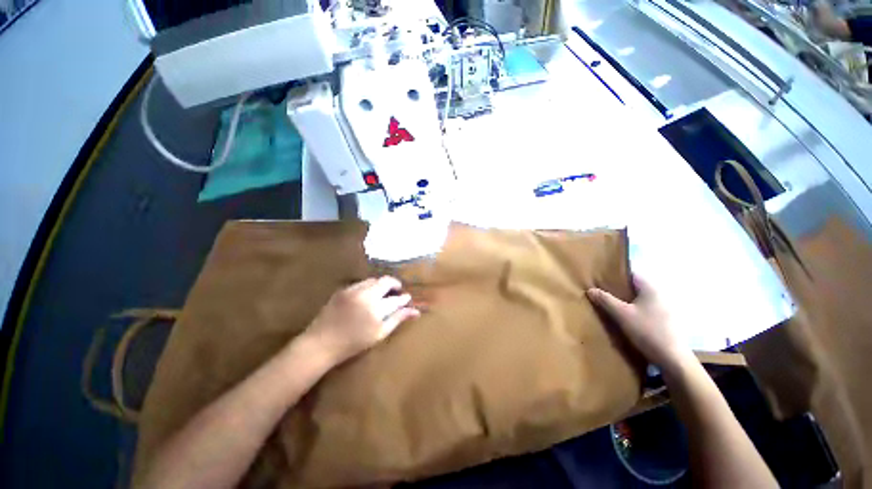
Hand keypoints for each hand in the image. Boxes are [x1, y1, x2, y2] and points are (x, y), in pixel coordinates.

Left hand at [304, 276, 419, 365]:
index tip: (407, 298)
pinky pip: (361, 283)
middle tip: (398, 291)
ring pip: (374, 280)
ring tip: (383, 293)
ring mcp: (353, 291)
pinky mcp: (343, 290)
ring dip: (381, 284)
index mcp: (376, 310)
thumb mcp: (379, 334)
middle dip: (395, 284)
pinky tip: (368, 295)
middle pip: (386, 282)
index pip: (396, 299)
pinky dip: (369, 286)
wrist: (320, 344)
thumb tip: (415, 311)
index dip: (404, 298)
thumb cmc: (353, 344)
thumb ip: (397, 319)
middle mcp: (366, 296)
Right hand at [587, 275, 689, 370]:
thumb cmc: (647, 331)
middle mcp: (660, 294)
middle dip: (618, 289)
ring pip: (640, 299)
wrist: (673, 359)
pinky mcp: (665, 320)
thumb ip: (605, 300)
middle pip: (635, 286)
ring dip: (626, 300)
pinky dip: (634, 309)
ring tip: (610, 304)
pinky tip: (625, 317)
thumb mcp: (621, 315)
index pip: (631, 273)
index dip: (615, 274)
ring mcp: (665, 308)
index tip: (601, 278)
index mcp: (651, 289)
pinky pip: (645, 308)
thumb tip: (590, 289)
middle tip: (601, 292)